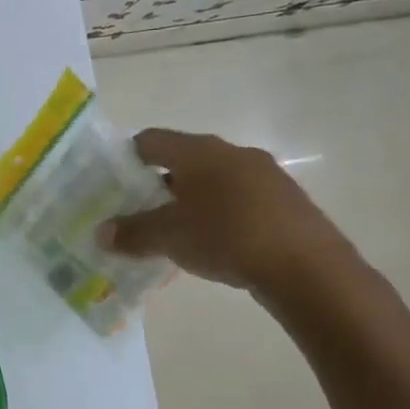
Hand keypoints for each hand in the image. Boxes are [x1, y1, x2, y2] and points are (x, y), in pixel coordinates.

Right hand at [98, 128, 351, 294]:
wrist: (308, 268)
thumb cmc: (227, 237)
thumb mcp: (168, 237)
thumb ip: (131, 233)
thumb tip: (101, 234)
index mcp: (199, 151)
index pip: (151, 139)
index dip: (127, 157)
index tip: (112, 182)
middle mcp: (232, 153)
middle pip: (183, 160)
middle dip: (157, 183)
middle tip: (137, 210)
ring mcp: (264, 175)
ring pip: (213, 181)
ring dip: (189, 200)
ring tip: (173, 231)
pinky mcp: (285, 202)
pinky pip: (238, 200)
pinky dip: (218, 214)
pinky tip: (213, 243)